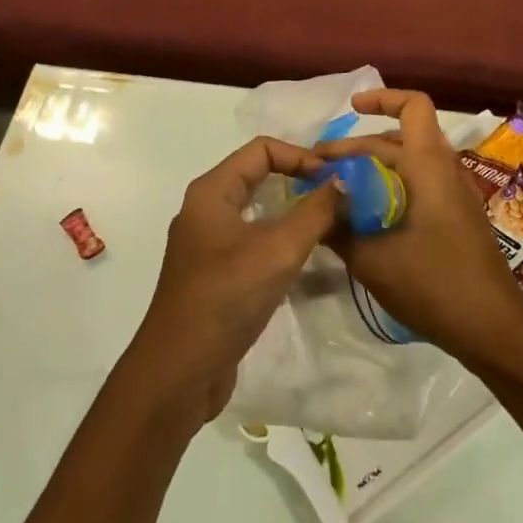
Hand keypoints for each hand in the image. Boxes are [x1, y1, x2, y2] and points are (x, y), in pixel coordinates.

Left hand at [125, 137, 340, 422]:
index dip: (300, 155)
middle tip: (339, 196)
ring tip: (333, 226)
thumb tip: (343, 181)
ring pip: (260, 214)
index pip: (261, 150)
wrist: (179, 373)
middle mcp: (207, 211)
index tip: (334, 177)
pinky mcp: (218, 277)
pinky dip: (283, 246)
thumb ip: (316, 211)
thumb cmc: (226, 297)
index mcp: (212, 192)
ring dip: (295, 216)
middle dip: (300, 182)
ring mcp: (210, 246)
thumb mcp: (279, 249)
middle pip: (260, 178)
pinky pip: (256, 246)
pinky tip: (313, 264)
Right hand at [317, 89, 522, 367]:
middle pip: (399, 139)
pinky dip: (391, 189)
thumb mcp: (372, 258)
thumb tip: (313, 206)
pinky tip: (366, 218)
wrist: (494, 329)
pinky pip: (420, 186)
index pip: (412, 106)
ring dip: (373, 170)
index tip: (350, 109)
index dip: (382, 98)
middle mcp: (445, 170)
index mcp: (429, 165)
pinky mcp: (458, 218)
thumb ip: (338, 228)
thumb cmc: (434, 284)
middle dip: (357, 148)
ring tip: (337, 191)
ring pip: (409, 164)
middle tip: (317, 169)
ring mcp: (455, 195)